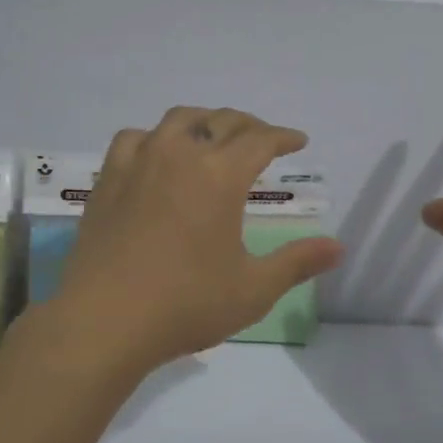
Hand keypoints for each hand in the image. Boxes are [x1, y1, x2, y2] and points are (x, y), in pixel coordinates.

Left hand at [42, 106, 344, 375]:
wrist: (104, 321)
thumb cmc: (185, 304)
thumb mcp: (253, 289)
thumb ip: (297, 263)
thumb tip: (338, 247)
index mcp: (220, 176)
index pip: (261, 140)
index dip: (283, 137)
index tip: (298, 141)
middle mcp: (180, 155)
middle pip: (221, 121)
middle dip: (249, 125)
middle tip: (263, 139)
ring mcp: (139, 163)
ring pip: (177, 120)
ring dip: (204, 122)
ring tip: (213, 137)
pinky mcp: (108, 179)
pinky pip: (134, 139)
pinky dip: (155, 138)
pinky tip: (157, 155)